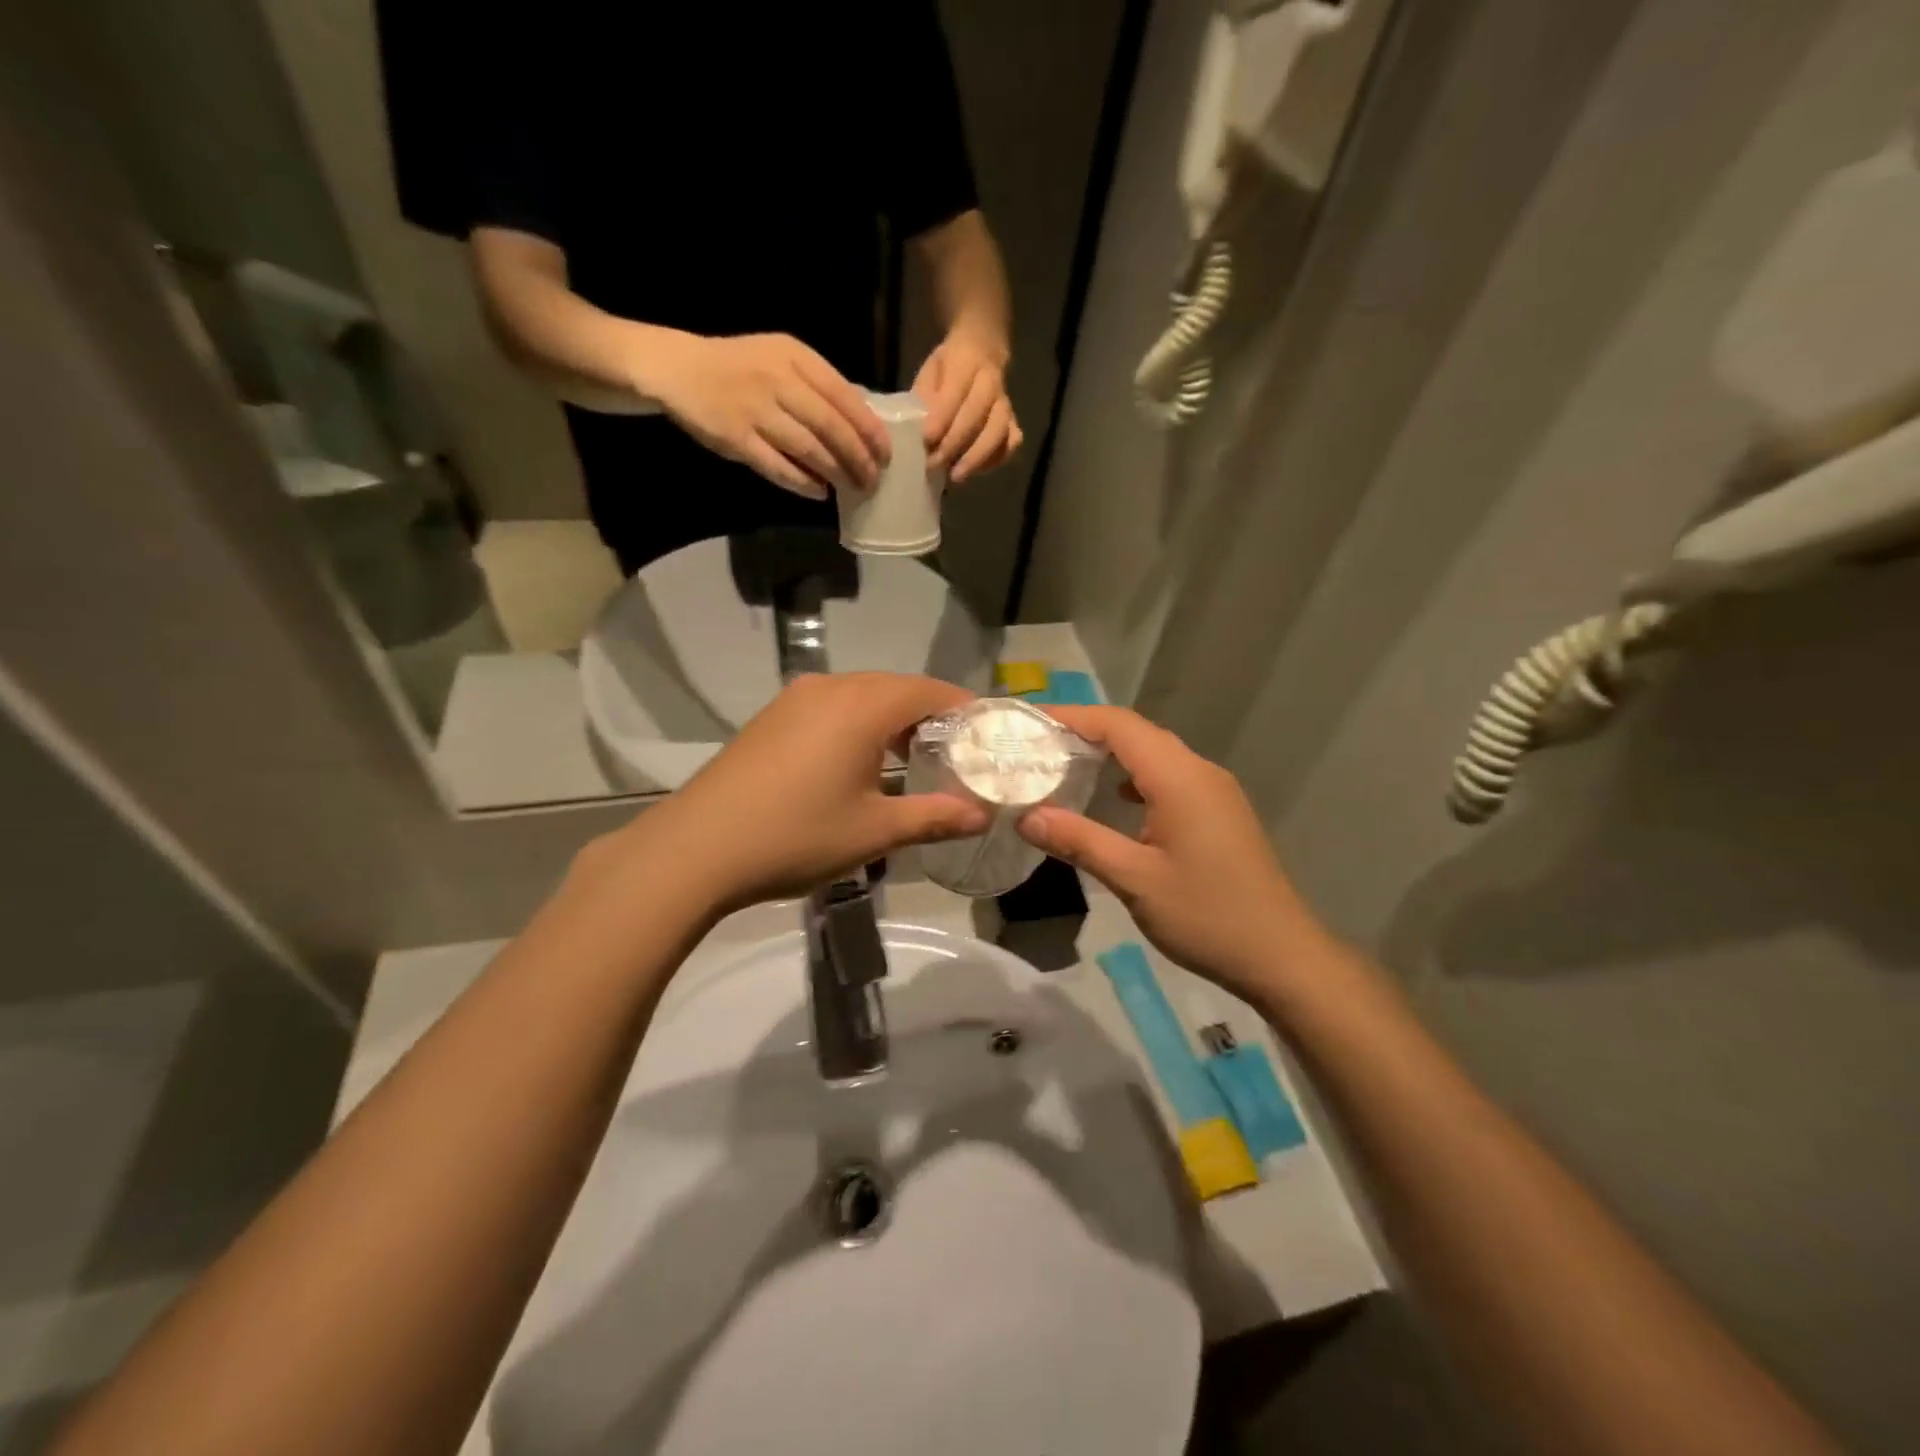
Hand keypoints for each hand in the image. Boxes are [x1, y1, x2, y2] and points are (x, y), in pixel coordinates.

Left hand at [613, 674, 990, 912]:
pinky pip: (832, 706)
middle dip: (930, 716)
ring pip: (862, 696)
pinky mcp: (772, 717)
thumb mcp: (874, 832)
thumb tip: (982, 816)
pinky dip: (859, 724)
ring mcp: (795, 699)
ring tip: (911, 762)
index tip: (987, 737)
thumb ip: (934, 818)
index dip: (963, 709)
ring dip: (893, 720)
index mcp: (862, 706)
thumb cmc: (796, 836)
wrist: (696, 848)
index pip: (929, 690)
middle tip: (955, 755)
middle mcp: (830, 688)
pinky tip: (858, 763)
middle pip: (896, 688)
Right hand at [651, 333, 891, 498]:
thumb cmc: (739, 367)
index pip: (844, 396)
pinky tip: (819, 492)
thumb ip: (817, 385)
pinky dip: (803, 483)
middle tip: (873, 479)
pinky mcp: (737, 438)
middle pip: (831, 426)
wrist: (679, 369)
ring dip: (836, 472)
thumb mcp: (781, 359)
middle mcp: (778, 380)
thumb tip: (861, 422)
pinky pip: (778, 466)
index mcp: (795, 357)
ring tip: (852, 488)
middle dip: (858, 457)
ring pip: (809, 448)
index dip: (869, 429)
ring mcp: (756, 410)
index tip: (886, 453)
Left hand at [913, 331, 1021, 483]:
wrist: (981, 353)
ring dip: (976, 457)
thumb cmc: (947, 369)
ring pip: (998, 432)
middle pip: (977, 414)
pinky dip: (995, 460)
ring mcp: (1005, 404)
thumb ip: (924, 396)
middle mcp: (991, 382)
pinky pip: (1010, 444)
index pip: (956, 391)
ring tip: (955, 476)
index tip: (926, 439)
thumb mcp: (929, 372)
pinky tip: (975, 470)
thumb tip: (919, 428)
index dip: (941, 417)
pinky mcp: (1013, 423)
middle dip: (954, 442)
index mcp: (967, 362)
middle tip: (933, 463)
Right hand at [1017, 706, 1326, 1003]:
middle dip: (1087, 732)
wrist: (1281, 956)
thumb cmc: (1207, 915)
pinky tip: (1114, 800)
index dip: (1073, 716)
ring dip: (1111, 754)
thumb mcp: (1134, 879)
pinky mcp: (1219, 813)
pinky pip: (1169, 777)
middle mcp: (1199, 772)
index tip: (1031, 723)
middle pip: (1137, 733)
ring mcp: (1214, 792)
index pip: (1119, 725)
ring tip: (1066, 766)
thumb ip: (1080, 841)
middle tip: (1039, 746)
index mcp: (1180, 778)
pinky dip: (1134, 777)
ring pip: (1155, 754)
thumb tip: (1027, 817)